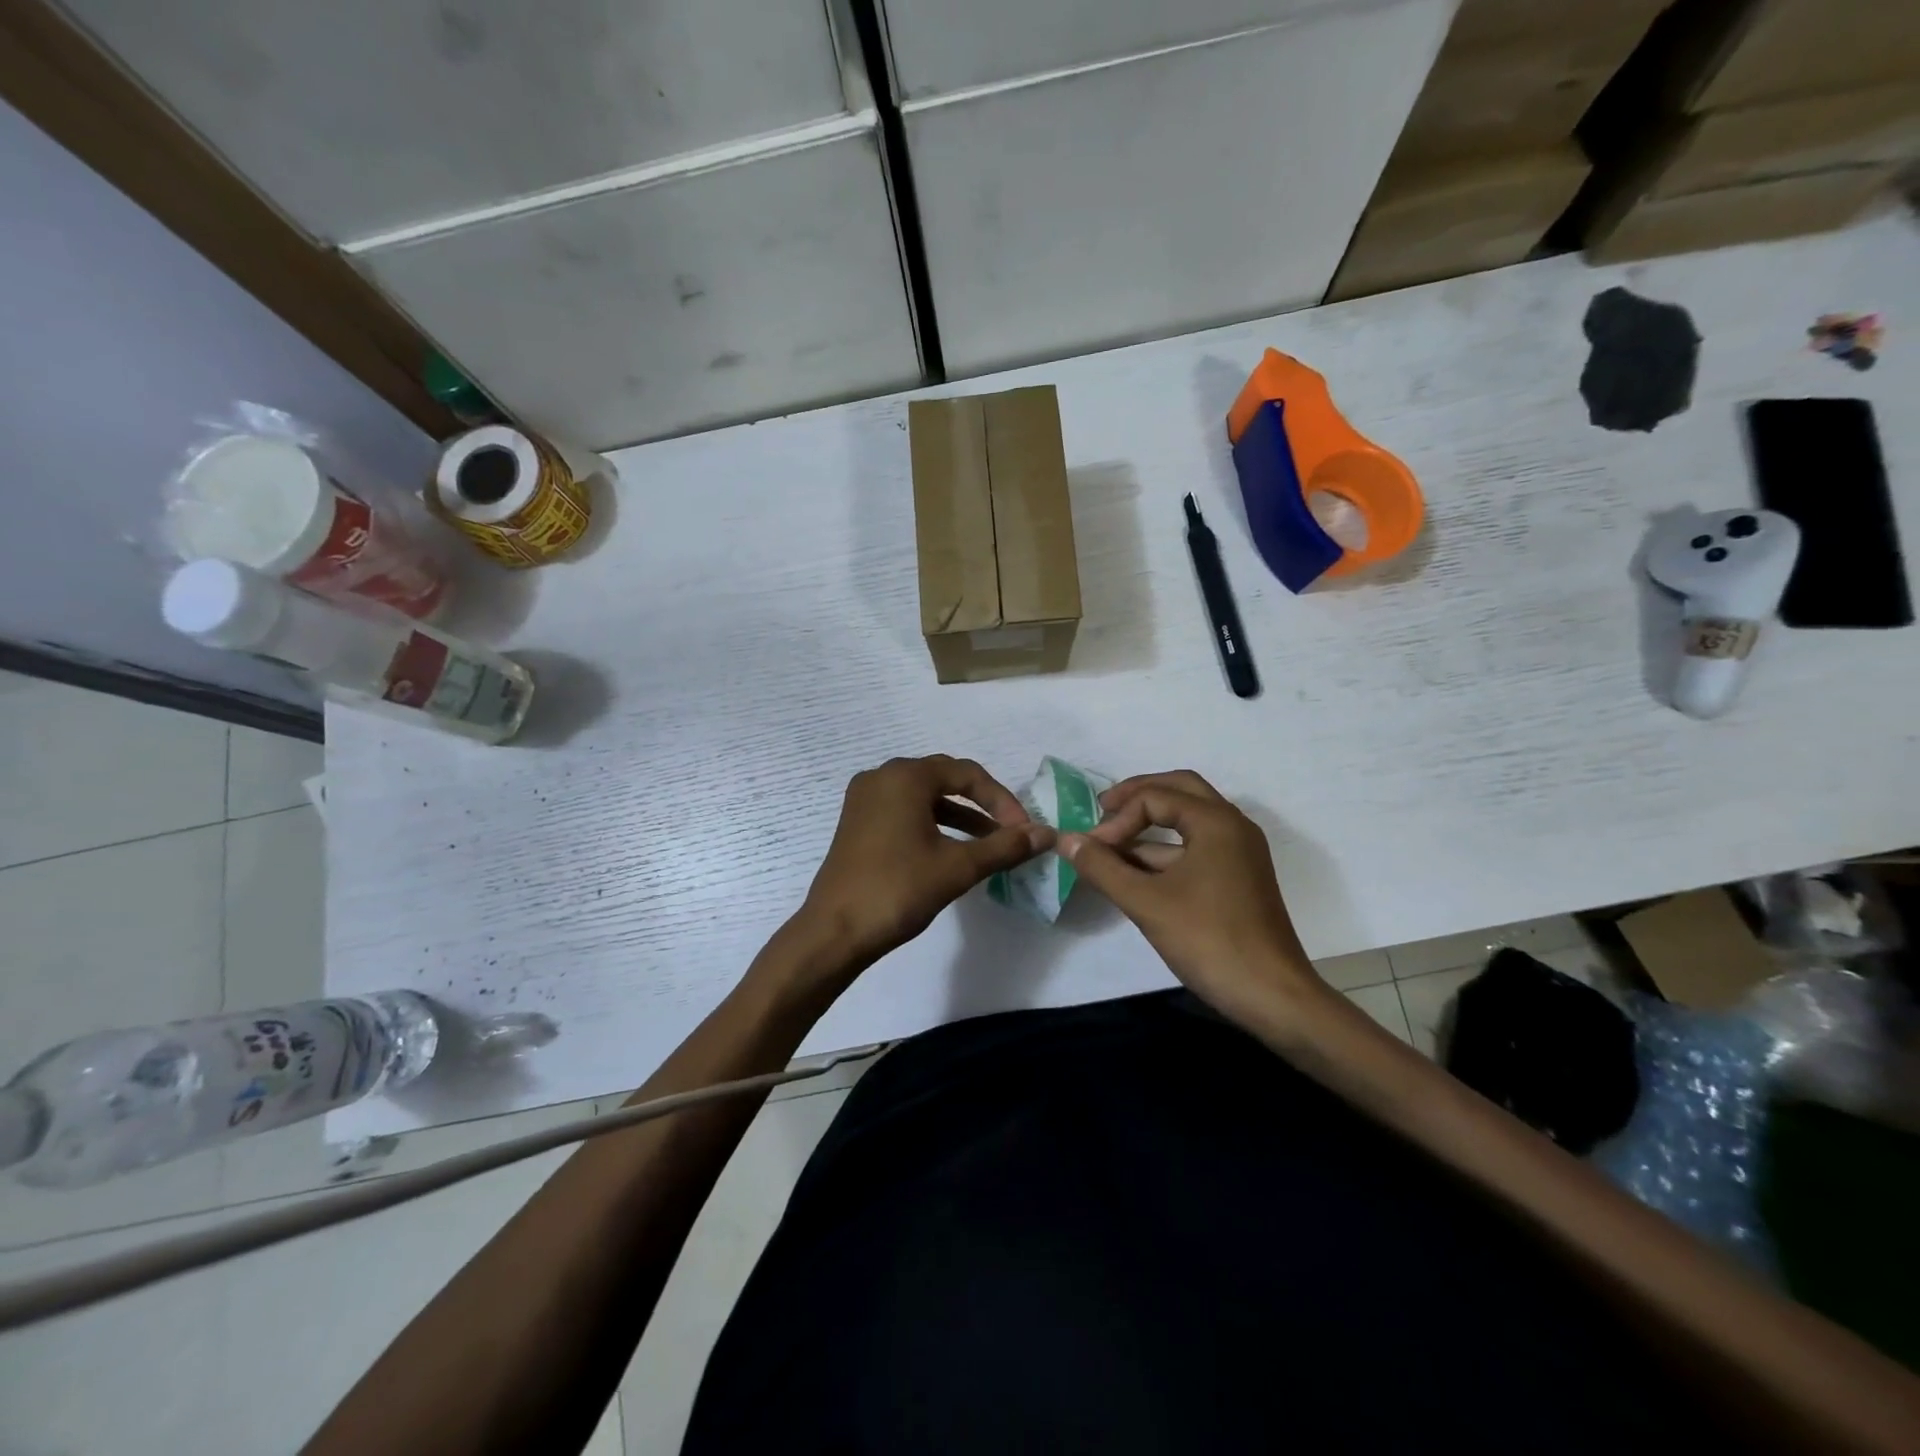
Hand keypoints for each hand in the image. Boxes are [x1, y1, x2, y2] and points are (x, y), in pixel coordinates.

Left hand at [795, 755, 1052, 968]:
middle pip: (944, 778)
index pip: (967, 774)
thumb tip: (1046, 834)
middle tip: (1009, 830)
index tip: (1024, 830)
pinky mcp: (858, 822)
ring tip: (989, 843)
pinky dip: (933, 824)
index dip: (1001, 799)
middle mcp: (882, 777)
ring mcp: (865, 799)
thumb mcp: (957, 867)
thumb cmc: (898, 890)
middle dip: (981, 803)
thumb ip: (1004, 847)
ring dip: (959, 815)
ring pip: (924, 796)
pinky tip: (952, 849)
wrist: (834, 931)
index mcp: (905, 777)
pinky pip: (904, 810)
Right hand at [1058, 771, 1320, 1017]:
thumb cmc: (1209, 940)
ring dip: (1148, 828)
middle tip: (1102, 810)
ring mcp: (1238, 853)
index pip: (1154, 797)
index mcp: (1216, 821)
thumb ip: (1102, 867)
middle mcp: (1232, 826)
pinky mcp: (1237, 878)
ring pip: (1187, 821)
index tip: (1092, 849)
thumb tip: (1066, 839)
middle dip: (1137, 798)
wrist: (1272, 996)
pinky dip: (1163, 853)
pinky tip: (1133, 874)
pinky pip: (1195, 847)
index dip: (1117, 819)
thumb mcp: (1146, 903)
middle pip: (1178, 790)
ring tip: (1108, 848)